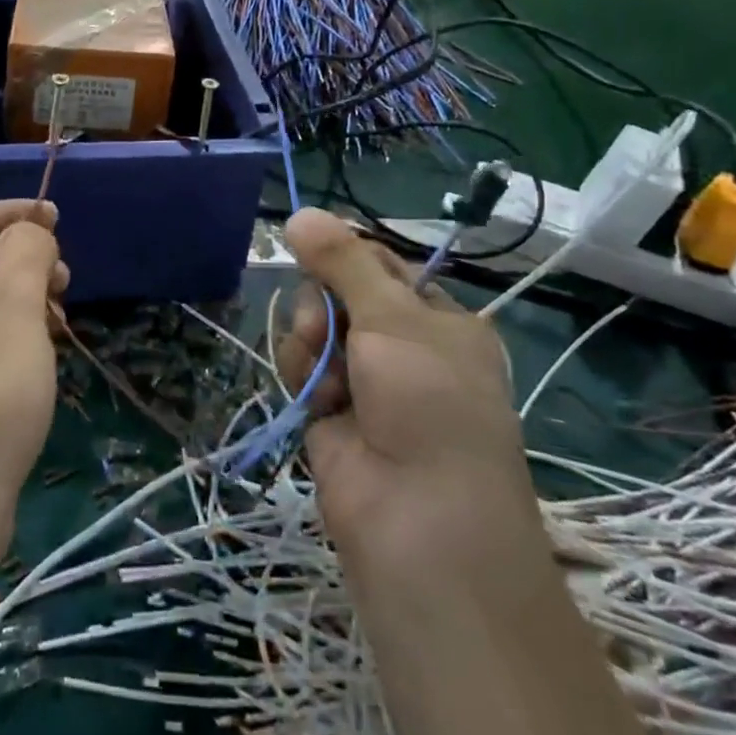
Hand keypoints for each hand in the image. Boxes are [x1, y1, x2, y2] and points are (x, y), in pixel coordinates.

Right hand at [276, 209, 536, 581]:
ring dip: (311, 342)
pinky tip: (316, 400)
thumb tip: (298, 212)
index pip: (380, 265)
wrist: (419, 522)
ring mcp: (365, 381)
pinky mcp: (329, 411)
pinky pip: (302, 366)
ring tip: (327, 375)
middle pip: (338, 293)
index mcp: (437, 320)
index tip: (313, 247)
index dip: (345, 256)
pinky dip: (304, 375)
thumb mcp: (393, 318)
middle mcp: (402, 347)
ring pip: (314, 328)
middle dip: (323, 303)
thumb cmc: (428, 403)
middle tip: (327, 325)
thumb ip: (342, 261)